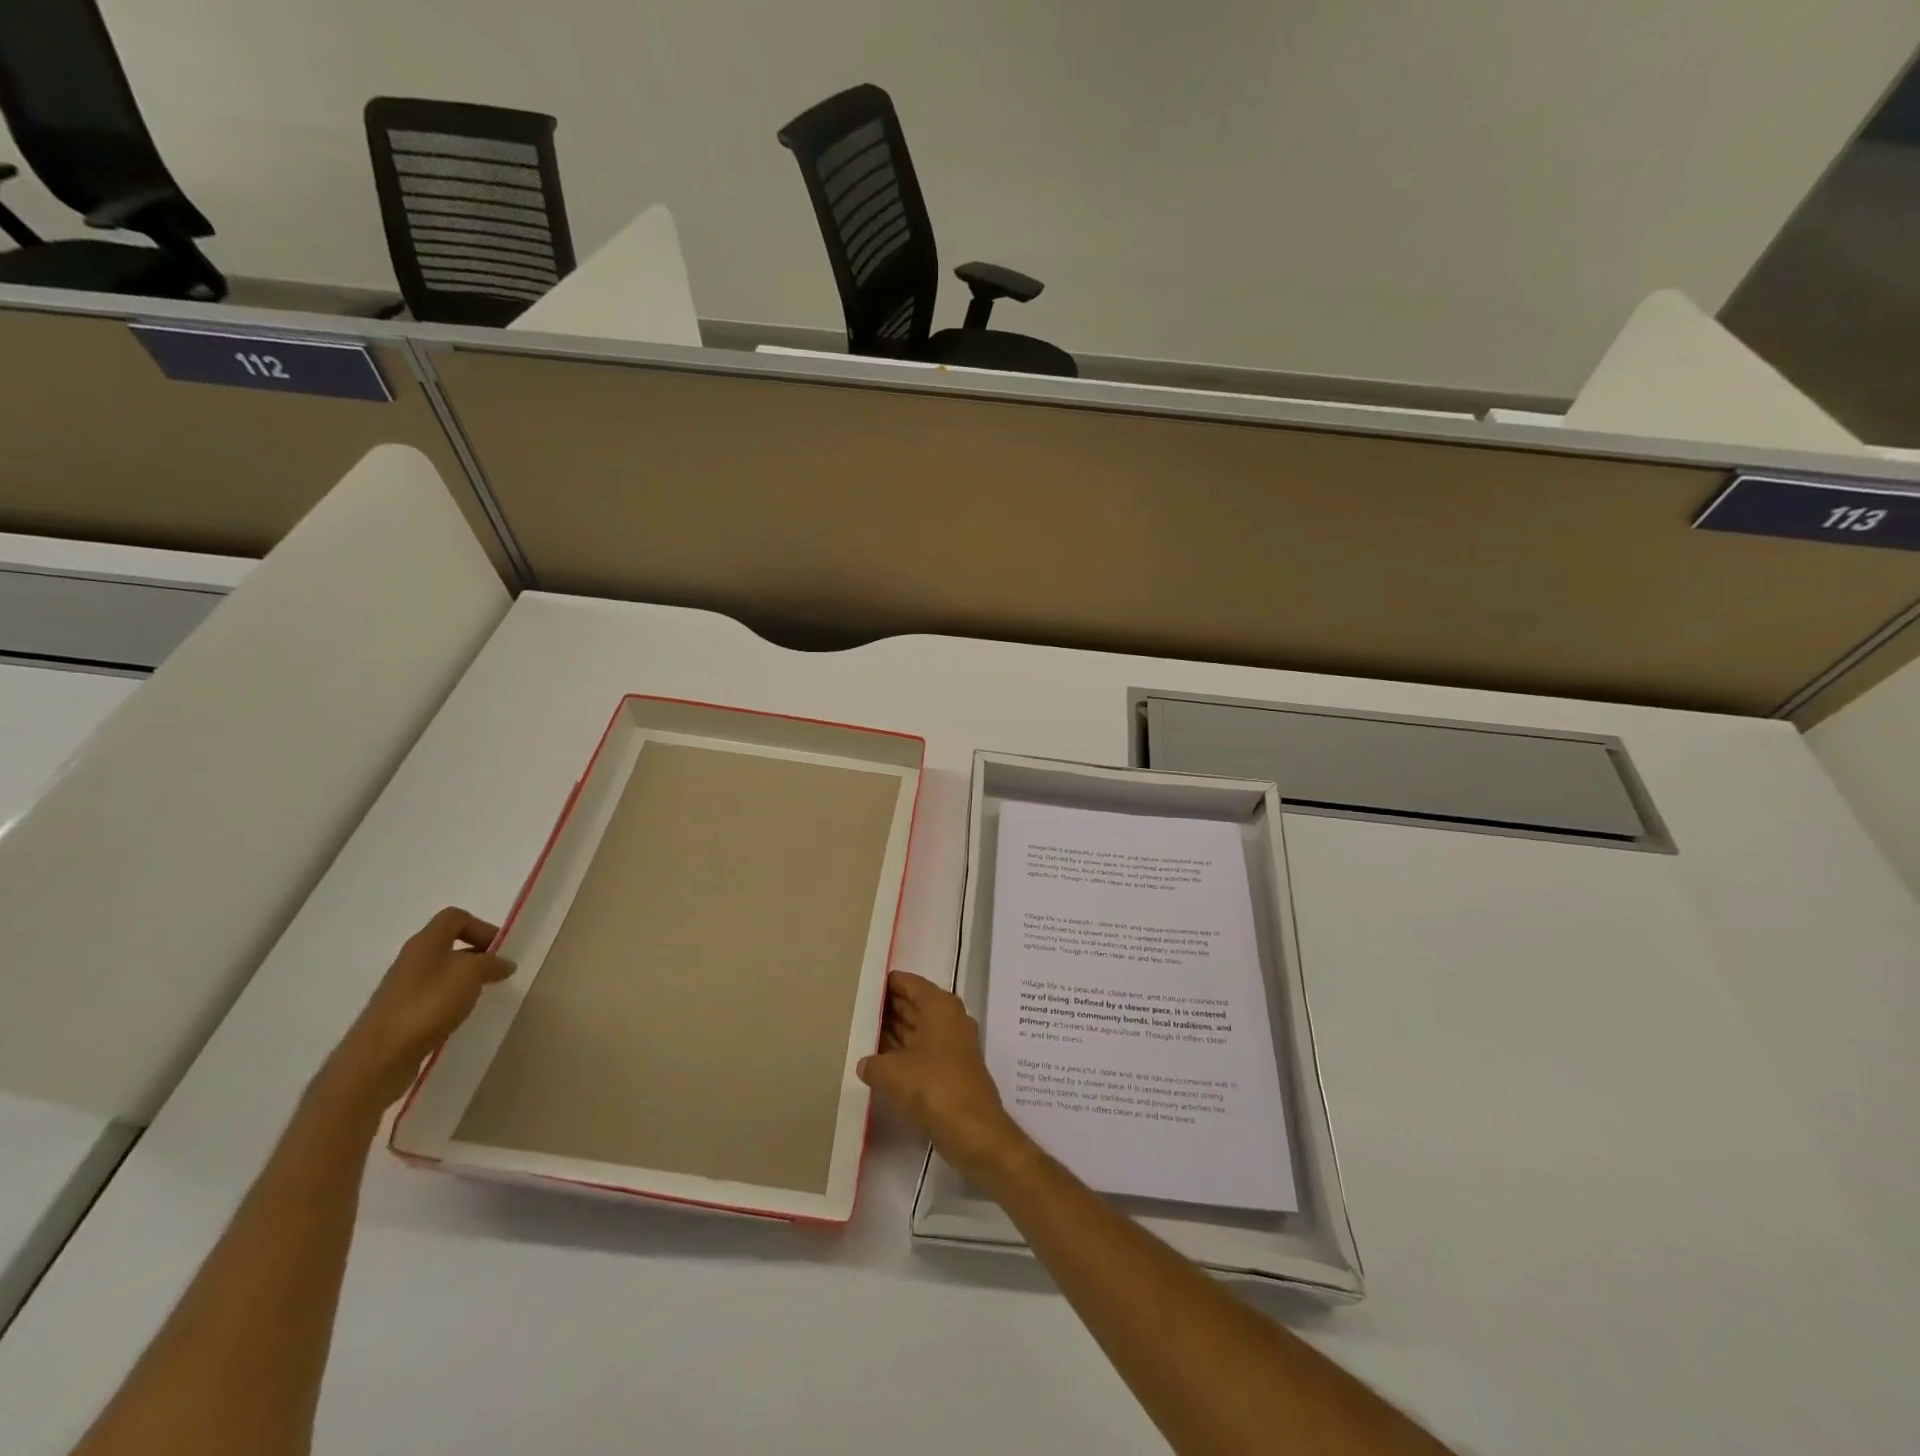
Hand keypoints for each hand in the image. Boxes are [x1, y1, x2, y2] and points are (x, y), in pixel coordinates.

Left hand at [325, 908, 515, 1111]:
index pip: (455, 917)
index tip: (499, 949)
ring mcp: (402, 988)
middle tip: (497, 972)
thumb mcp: (470, 975)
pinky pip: (432, 995)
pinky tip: (459, 1016)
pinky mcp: (400, 1012)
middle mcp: (411, 960)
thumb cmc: (426, 1006)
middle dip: (477, 954)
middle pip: (449, 944)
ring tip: (480, 996)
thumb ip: (491, 963)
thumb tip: (504, 963)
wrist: (378, 1058)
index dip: (481, 926)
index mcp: (425, 943)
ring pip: (441, 970)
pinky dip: (451, 999)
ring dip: (465, 978)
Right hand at [858, 971, 1031, 1181]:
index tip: (860, 986)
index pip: (908, 983)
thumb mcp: (892, 1072)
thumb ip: (872, 1062)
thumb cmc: (934, 1088)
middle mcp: (948, 1018)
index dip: (885, 984)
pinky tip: (877, 1062)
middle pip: (912, 1004)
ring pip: (916, 1029)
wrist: (974, 1132)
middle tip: (854, 1011)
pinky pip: (920, 1050)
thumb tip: (865, 1063)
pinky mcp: (950, 1068)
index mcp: (940, 1005)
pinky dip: (901, 1053)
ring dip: (891, 1033)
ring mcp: (951, 1044)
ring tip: (859, 1034)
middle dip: (886, 1009)